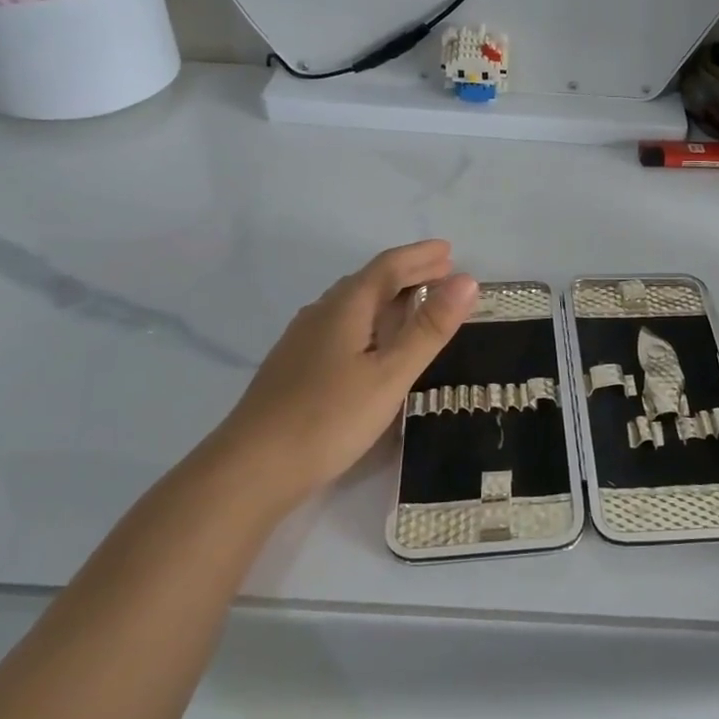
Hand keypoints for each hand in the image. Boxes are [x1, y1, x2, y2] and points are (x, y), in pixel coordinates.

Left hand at [216, 240, 478, 495]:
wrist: (250, 469)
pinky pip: (340, 325)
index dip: (420, 256)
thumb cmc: (328, 418)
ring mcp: (302, 340)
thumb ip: (428, 328)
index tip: (450, 250)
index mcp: (345, 308)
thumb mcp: (390, 375)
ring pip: (352, 304)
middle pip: (368, 281)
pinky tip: (371, 342)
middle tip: (442, 272)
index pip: (388, 266)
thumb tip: (467, 280)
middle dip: (407, 273)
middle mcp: (321, 313)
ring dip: (388, 296)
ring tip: (415, 302)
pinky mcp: (294, 366)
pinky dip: (370, 320)